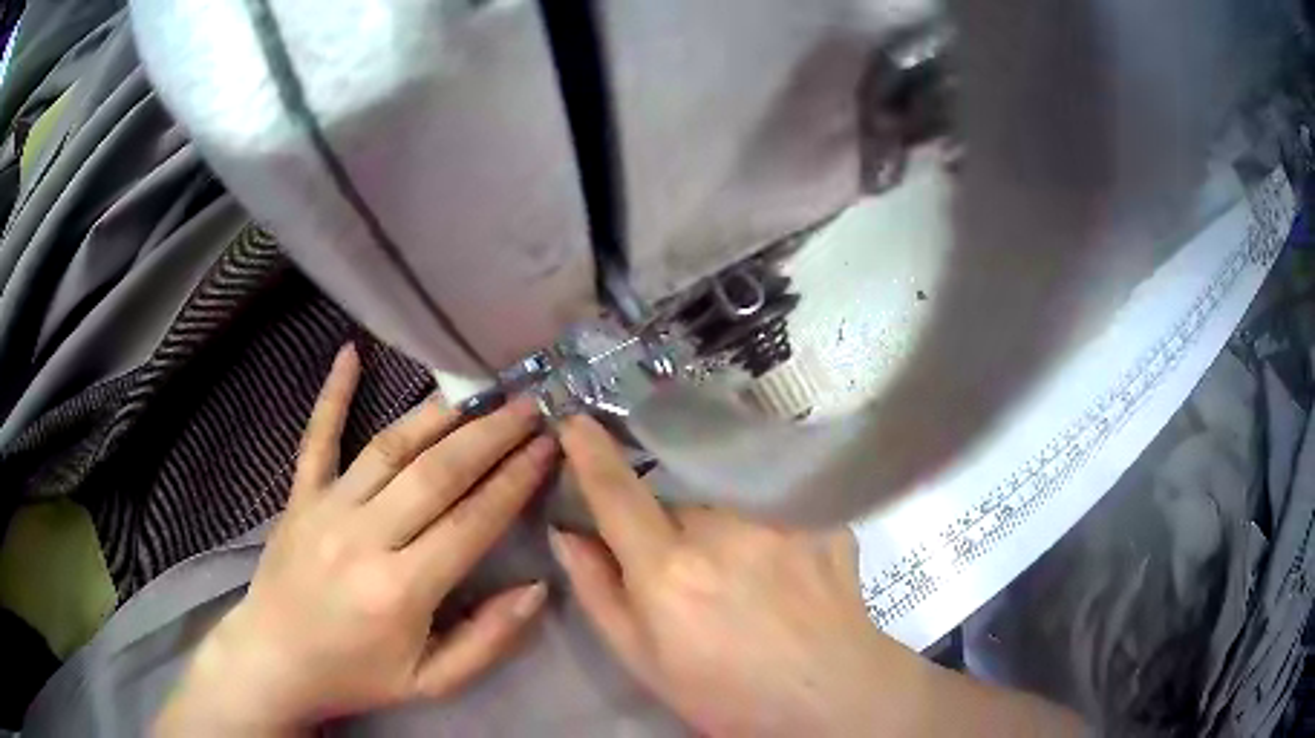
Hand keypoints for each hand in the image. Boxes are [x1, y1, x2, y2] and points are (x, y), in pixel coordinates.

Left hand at [156, 344, 557, 735]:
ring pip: (390, 447)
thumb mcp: (432, 682)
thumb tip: (537, 588)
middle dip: (490, 435)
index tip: (548, 447)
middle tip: (528, 405)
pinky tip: (350, 353)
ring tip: (479, 389)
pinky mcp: (300, 497)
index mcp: (401, 590)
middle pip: (437, 473)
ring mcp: (326, 508)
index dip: (515, 482)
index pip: (472, 523)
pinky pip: (317, 438)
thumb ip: (487, 640)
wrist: (275, 661)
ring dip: (439, 414)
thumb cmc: (357, 676)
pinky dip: (333, 394)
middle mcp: (364, 537)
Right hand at [551, 415, 1083, 736]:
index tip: (572, 408)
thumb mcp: (651, 665)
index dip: (591, 446)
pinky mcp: (827, 520)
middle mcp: (726, 531)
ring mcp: (784, 520)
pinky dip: (772, 528)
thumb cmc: (733, 702)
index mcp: (673, 570)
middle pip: (680, 491)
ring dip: (726, 527)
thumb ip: (604, 594)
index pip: (617, 488)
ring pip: (732, 498)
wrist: (844, 708)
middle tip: (695, 573)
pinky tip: (794, 580)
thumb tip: (573, 536)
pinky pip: (779, 506)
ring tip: (753, 590)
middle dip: (672, 515)